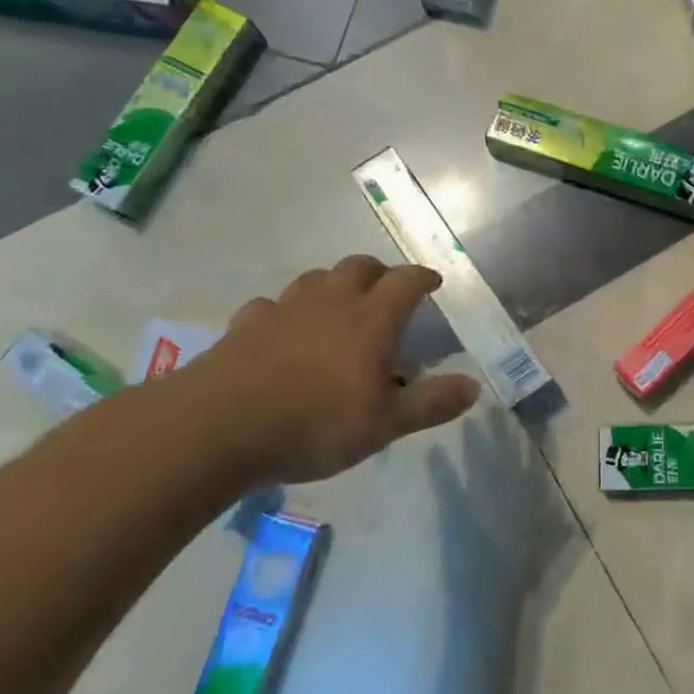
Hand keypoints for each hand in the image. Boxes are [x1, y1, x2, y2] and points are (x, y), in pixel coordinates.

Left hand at [175, 256, 480, 483]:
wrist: (219, 427)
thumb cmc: (316, 423)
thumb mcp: (386, 424)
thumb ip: (432, 403)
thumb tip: (474, 386)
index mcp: (371, 318)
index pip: (406, 281)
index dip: (423, 277)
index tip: (434, 281)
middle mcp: (331, 301)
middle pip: (360, 266)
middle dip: (380, 273)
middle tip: (388, 292)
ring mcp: (285, 308)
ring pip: (316, 278)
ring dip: (334, 285)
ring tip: (339, 307)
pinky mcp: (247, 324)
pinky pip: (273, 306)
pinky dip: (287, 312)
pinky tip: (283, 332)